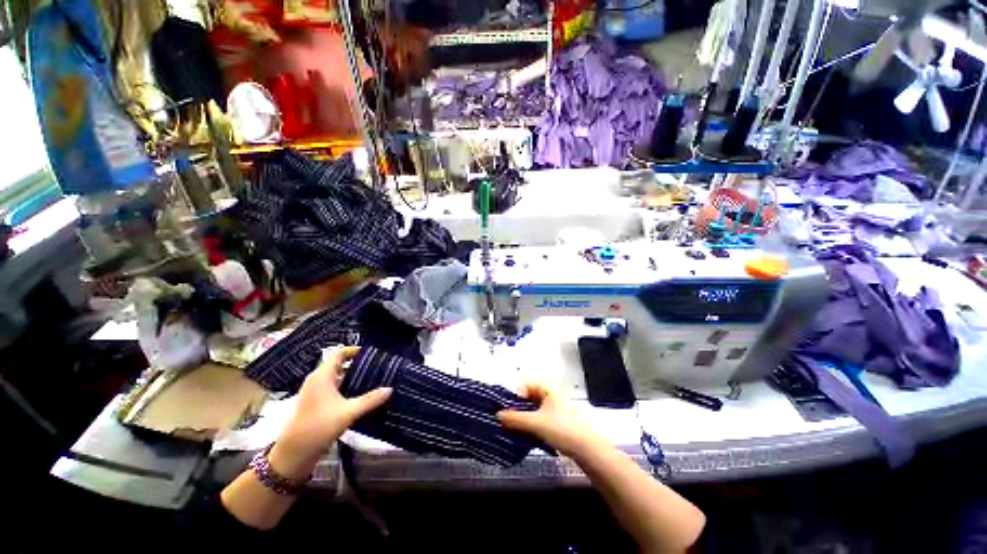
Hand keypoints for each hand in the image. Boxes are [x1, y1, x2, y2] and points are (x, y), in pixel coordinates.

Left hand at [269, 346, 390, 479]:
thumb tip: (390, 389)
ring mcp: (315, 392)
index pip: (340, 353)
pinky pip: (334, 389)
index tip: (372, 353)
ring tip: (373, 380)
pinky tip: (360, 397)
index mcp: (322, 376)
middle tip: (377, 367)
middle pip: (340, 364)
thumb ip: (370, 400)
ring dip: (354, 377)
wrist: (293, 455)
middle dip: (358, 365)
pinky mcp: (315, 404)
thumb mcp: (348, 413)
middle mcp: (317, 380)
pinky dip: (347, 388)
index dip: (355, 350)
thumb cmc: (318, 427)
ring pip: (338, 378)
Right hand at [497, 382, 607, 457]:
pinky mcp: (558, 420)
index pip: (525, 385)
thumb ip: (515, 418)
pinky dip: (531, 423)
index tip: (505, 408)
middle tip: (506, 419)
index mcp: (548, 388)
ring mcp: (556, 407)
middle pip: (529, 397)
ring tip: (513, 427)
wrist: (588, 449)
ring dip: (523, 417)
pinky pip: (540, 417)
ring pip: (534, 408)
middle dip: (517, 407)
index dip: (514, 395)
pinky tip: (525, 433)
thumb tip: (498, 415)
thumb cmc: (562, 429)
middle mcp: (552, 394)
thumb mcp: (535, 423)